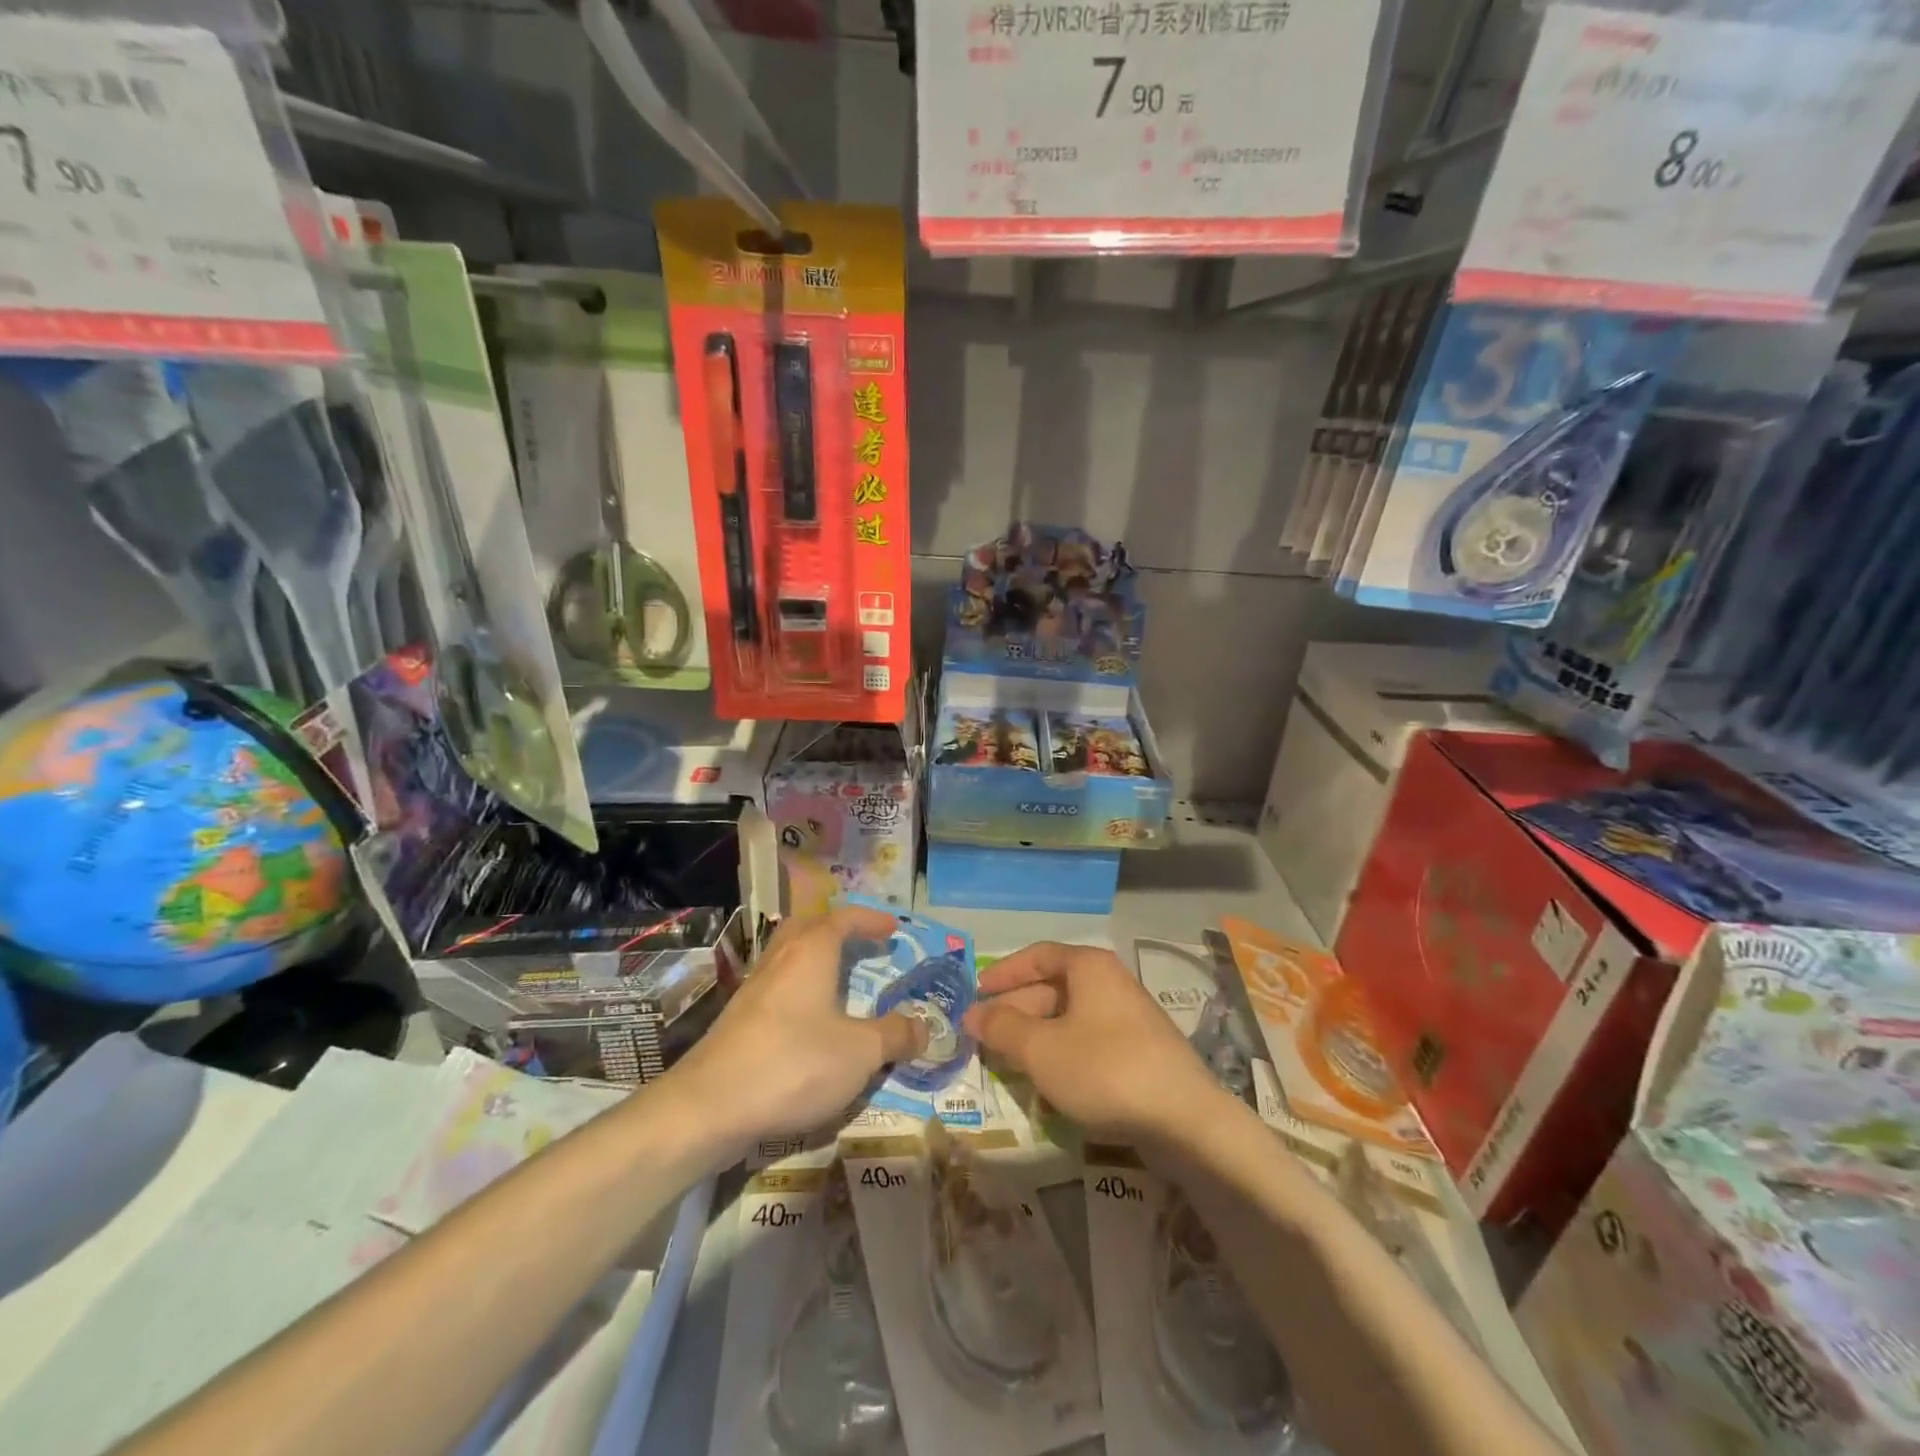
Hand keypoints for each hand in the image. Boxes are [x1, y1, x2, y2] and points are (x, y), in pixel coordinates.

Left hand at [669, 906, 926, 1152]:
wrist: (708, 1108)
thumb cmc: (793, 1065)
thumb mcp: (860, 1053)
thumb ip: (895, 1035)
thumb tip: (925, 1027)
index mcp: (810, 953)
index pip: (843, 919)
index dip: (870, 920)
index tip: (893, 929)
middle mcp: (779, 961)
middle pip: (806, 928)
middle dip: (835, 931)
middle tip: (859, 944)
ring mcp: (753, 990)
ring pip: (786, 958)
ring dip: (814, 961)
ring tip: (838, 983)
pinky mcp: (737, 1022)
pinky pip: (776, 989)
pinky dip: (798, 992)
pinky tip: (809, 1023)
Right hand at [962, 941, 1230, 1145]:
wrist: (1185, 1122)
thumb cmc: (1104, 1069)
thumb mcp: (1041, 1049)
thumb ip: (1002, 1027)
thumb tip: (972, 1013)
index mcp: (1089, 967)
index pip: (1038, 955)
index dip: (1004, 972)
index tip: (976, 992)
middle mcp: (1111, 983)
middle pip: (1053, 988)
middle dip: (1016, 1011)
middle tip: (984, 1036)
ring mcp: (1130, 1019)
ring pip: (1070, 1019)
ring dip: (1036, 1036)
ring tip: (1007, 1062)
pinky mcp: (1141, 1054)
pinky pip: (1089, 1043)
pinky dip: (1062, 1055)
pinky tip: (1048, 1085)